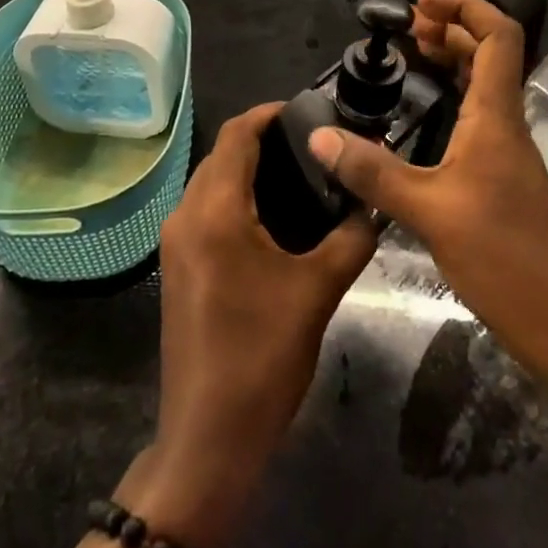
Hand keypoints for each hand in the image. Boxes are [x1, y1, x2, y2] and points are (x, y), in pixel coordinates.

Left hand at [124, 103, 375, 547]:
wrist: (208, 437)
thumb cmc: (262, 357)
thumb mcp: (318, 292)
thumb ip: (351, 237)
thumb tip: (372, 202)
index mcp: (216, 211)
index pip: (237, 135)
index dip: (269, 113)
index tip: (308, 110)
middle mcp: (186, 215)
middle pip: (222, 154)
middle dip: (262, 139)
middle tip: (313, 144)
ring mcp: (175, 243)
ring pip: (211, 182)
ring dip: (248, 169)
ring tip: (299, 175)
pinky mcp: (176, 267)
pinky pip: (205, 210)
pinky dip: (235, 197)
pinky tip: (273, 218)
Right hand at [308, 0, 547, 389]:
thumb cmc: (507, 259)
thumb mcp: (430, 212)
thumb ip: (374, 172)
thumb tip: (320, 137)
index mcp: (496, 116)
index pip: (497, 36)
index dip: (465, 8)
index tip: (420, 6)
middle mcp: (506, 125)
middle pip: (490, 55)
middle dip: (451, 29)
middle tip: (407, 29)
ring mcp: (508, 154)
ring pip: (484, 88)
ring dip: (454, 62)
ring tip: (413, 56)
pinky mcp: (503, 181)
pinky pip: (478, 119)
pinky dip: (453, 100)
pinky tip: (425, 118)